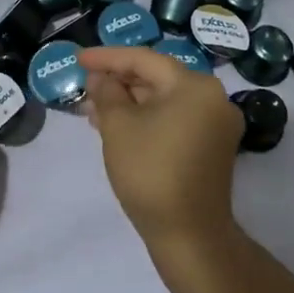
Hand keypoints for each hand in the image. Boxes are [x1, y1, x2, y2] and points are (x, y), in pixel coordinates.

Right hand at [79, 47, 242, 246]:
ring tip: (92, 109)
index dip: (107, 57)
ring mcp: (215, 124)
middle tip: (84, 85)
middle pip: (156, 78)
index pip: (144, 59)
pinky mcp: (211, 147)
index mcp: (195, 86)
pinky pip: (173, 119)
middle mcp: (212, 98)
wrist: (189, 235)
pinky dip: (146, 118)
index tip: (78, 58)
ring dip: (128, 102)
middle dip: (117, 82)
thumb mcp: (118, 126)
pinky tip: (116, 126)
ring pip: (163, 100)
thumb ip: (106, 93)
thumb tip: (100, 78)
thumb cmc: (151, 171)